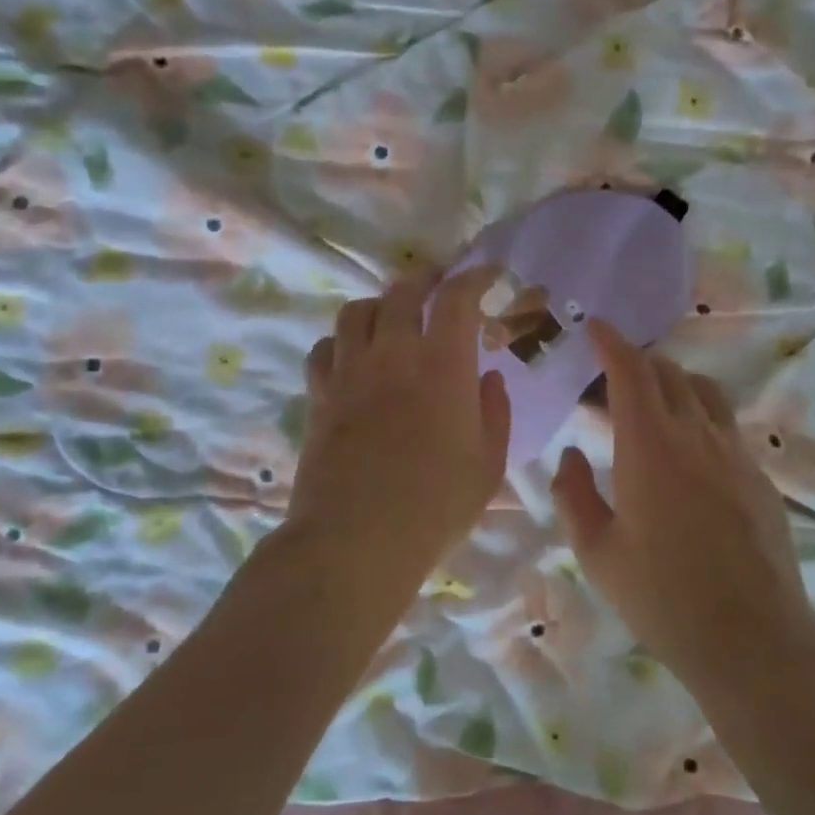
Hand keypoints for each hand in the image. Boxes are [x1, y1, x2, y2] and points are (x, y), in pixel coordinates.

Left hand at [287, 266, 510, 578]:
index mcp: (443, 365)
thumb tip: (489, 378)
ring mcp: (350, 371)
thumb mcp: (487, 465)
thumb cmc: (435, 506)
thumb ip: (494, 412)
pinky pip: (325, 348)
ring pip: (357, 311)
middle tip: (440, 286)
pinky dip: (342, 342)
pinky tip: (353, 358)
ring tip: (393, 318)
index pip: (457, 297)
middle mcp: (393, 353)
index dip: (476, 276)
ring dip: (381, 305)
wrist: (356, 540)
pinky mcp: (319, 394)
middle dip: (426, 279)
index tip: (489, 274)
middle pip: (403, 290)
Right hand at [551, 320, 809, 685]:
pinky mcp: (759, 475)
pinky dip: (699, 415)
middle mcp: (696, 434)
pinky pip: (724, 424)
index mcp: (649, 446)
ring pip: (704, 391)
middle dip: (637, 361)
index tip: (595, 326)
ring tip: (652, 403)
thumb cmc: (662, 598)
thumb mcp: (597, 552)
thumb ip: (574, 494)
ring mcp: (734, 452)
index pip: (631, 370)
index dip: (611, 341)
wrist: (752, 639)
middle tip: (610, 379)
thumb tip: (571, 454)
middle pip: (668, 372)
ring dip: (673, 382)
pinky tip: (687, 453)